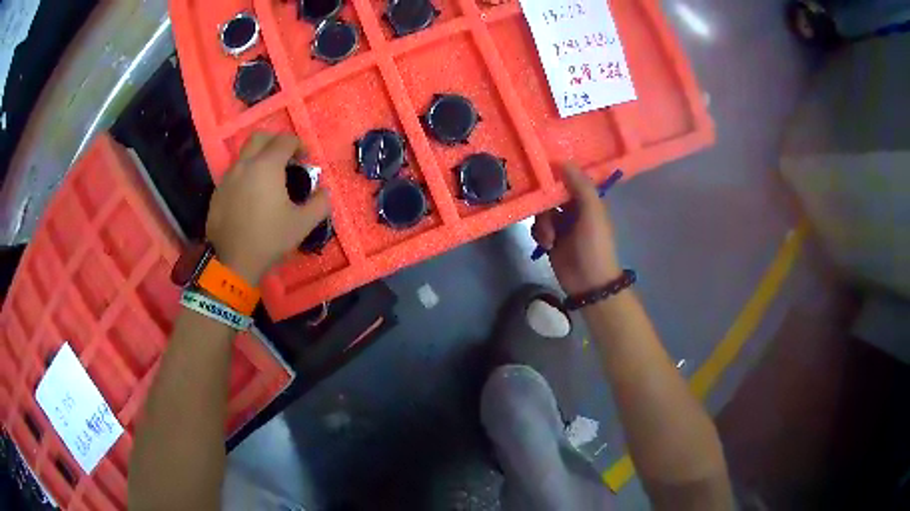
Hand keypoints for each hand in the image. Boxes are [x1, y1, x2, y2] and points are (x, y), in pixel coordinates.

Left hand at [206, 133, 329, 283]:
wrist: (232, 263)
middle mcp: (245, 165)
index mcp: (267, 166)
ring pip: (244, 155)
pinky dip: (246, 175)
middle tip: (285, 159)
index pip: (285, 140)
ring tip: (268, 180)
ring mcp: (227, 178)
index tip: (305, 159)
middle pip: (259, 137)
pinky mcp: (217, 193)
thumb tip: (324, 192)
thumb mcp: (303, 224)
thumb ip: (320, 203)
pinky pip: (234, 173)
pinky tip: (251, 197)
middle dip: (275, 142)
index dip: (299, 145)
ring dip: (258, 158)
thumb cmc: (269, 239)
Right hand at [532, 165, 620, 294]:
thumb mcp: (592, 213)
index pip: (568, 179)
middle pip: (551, 195)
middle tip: (544, 213)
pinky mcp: (551, 240)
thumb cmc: (594, 245)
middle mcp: (574, 209)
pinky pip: (537, 228)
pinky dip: (539, 235)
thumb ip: (580, 186)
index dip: (555, 175)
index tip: (538, 171)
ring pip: (542, 212)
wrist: (589, 282)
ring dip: (543, 224)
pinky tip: (546, 245)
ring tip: (549, 238)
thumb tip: (563, 161)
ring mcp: (562, 225)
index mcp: (587, 201)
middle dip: (545, 204)